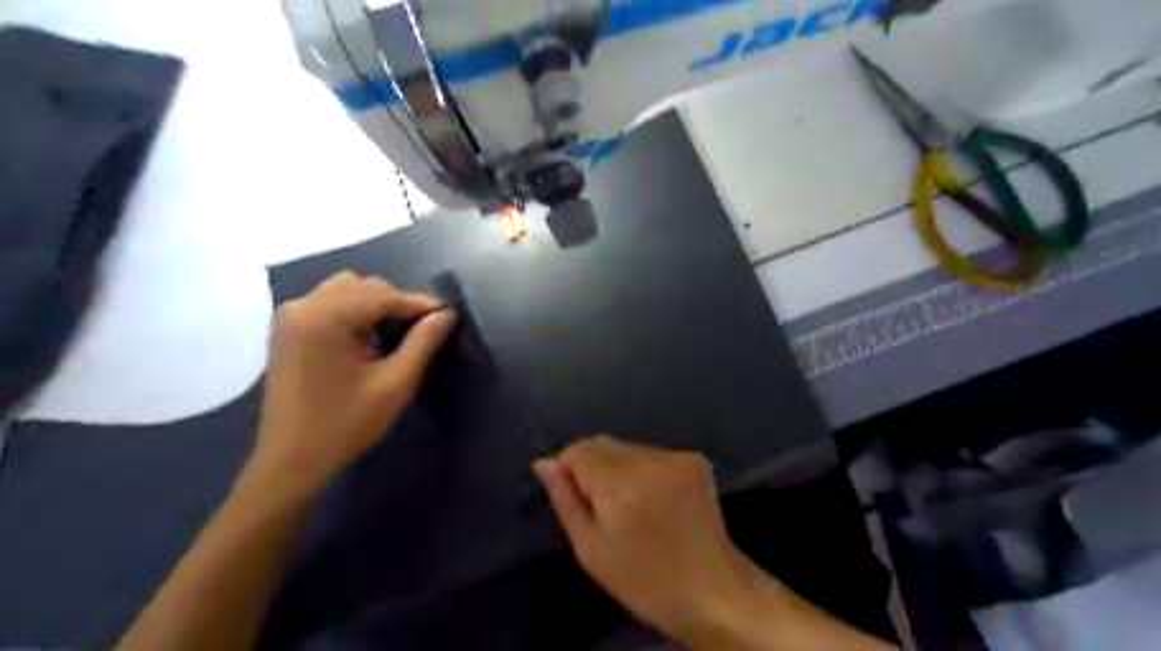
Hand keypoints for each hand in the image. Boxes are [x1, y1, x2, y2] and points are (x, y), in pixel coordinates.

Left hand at [255, 273, 457, 492]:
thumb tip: (447, 314)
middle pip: (364, 286)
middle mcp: (304, 306)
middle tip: (422, 332)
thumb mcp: (395, 384)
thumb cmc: (346, 424)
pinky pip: (330, 304)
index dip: (420, 304)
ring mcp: (292, 316)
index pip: (384, 295)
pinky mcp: (289, 330)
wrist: (291, 460)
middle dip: (397, 304)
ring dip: (376, 306)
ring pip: (347, 291)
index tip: (449, 317)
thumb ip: (423, 342)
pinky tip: (369, 340)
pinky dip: (356, 313)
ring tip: (396, 336)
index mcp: (326, 317)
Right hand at [532, 438, 768, 645]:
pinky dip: (644, 470)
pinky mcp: (695, 459)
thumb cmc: (644, 580)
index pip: (578, 450)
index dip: (568, 469)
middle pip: (602, 444)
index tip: (575, 498)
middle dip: (593, 467)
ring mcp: (677, 456)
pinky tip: (655, 501)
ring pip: (627, 448)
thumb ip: (565, 500)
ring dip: (619, 468)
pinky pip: (652, 454)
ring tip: (631, 506)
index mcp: (620, 485)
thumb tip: (543, 462)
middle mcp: (649, 460)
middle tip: (603, 508)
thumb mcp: (591, 549)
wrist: (713, 591)